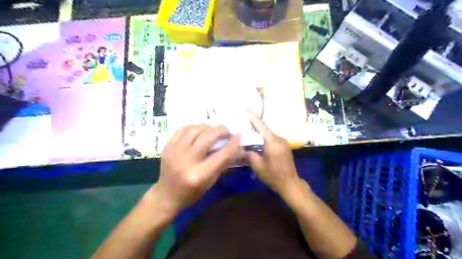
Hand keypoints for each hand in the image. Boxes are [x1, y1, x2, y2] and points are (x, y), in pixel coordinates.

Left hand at [152, 124, 241, 213]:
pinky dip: (195, 127)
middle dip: (221, 130)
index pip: (222, 154)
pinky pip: (183, 129)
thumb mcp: (211, 181)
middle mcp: (187, 161)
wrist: (166, 195)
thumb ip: (223, 163)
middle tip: (226, 131)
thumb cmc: (192, 192)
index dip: (233, 143)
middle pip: (207, 137)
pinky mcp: (167, 146)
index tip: (238, 135)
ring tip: (213, 131)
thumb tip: (236, 147)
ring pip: (195, 129)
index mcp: (200, 175)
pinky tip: (199, 131)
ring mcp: (175, 151)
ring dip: (208, 127)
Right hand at [245, 113, 305, 195]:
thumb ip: (249, 154)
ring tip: (247, 131)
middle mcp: (279, 138)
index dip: (253, 117)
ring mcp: (283, 142)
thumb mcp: (258, 166)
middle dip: (253, 125)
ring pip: (268, 133)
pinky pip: (272, 138)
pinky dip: (263, 137)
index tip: (245, 109)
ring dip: (258, 132)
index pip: (261, 125)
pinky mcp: (284, 146)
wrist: (290, 183)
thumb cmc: (273, 175)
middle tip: (242, 122)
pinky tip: (256, 140)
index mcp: (272, 142)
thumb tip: (243, 147)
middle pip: (264, 128)